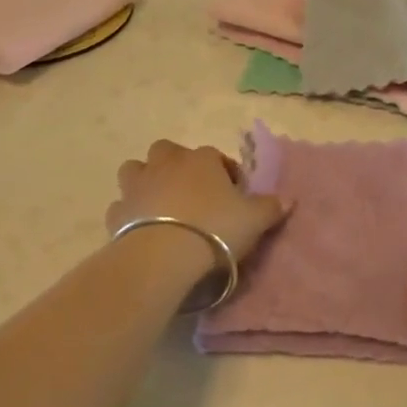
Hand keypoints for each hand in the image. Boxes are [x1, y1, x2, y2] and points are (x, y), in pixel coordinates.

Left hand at [106, 140, 288, 265]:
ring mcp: (138, 186)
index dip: (225, 174)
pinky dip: (129, 214)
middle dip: (176, 165)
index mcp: (202, 159)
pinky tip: (140, 229)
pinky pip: (121, 206)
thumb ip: (271, 207)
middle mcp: (167, 164)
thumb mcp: (255, 219)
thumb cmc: (215, 228)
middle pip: (168, 151)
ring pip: (135, 169)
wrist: (164, 254)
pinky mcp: (117, 213)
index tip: (234, 195)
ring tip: (160, 205)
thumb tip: (289, 199)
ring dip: (145, 181)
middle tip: (191, 192)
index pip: (216, 157)